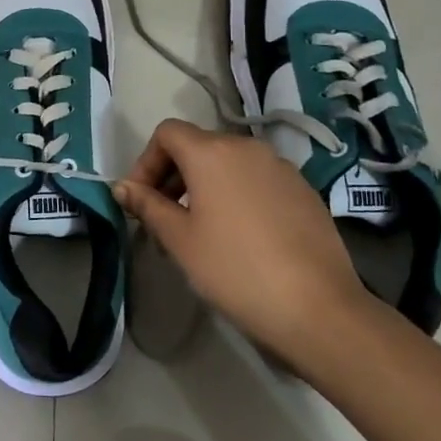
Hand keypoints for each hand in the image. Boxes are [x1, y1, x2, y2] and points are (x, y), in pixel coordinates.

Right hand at [112, 119, 370, 370]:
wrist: (318, 308)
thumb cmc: (235, 270)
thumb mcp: (180, 240)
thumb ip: (148, 206)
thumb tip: (122, 187)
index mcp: (211, 152)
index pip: (167, 133)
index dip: (146, 161)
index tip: (141, 200)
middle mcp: (247, 147)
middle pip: (198, 145)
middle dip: (174, 175)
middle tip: (165, 219)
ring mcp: (280, 166)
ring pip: (229, 163)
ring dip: (206, 185)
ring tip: (202, 229)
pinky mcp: (303, 190)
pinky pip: (257, 180)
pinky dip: (238, 194)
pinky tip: (242, 236)